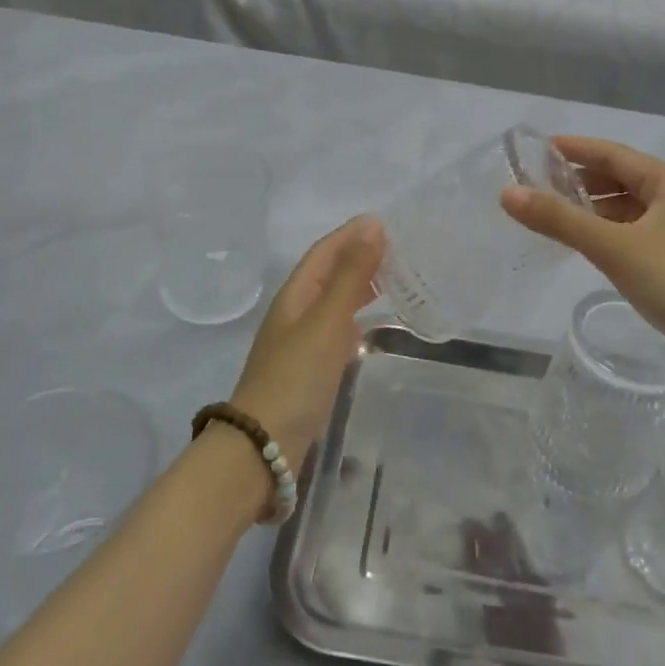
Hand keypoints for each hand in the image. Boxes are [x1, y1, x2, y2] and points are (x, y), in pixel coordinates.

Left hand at [229, 216, 385, 469]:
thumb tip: (373, 225)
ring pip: (335, 300)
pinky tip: (373, 324)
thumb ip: (352, 274)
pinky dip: (358, 316)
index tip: (385, 222)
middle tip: (400, 250)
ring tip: (394, 279)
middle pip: (329, 272)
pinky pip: (338, 327)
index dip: (352, 234)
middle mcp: (297, 311)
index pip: (325, 251)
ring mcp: (302, 340)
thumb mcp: (328, 319)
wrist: (264, 444)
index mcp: (296, 294)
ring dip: (361, 285)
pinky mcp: (311, 366)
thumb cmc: (296, 375)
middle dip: (359, 256)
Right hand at [501, 138, 664, 406]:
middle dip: (580, 179)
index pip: (613, 154)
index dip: (575, 149)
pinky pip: (635, 236)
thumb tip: (507, 193)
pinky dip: (609, 234)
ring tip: (554, 215)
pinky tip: (588, 247)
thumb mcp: (615, 247)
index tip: (536, 149)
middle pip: (621, 179)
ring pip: (629, 210)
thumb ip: (560, 220)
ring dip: (594, 209)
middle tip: (536, 185)